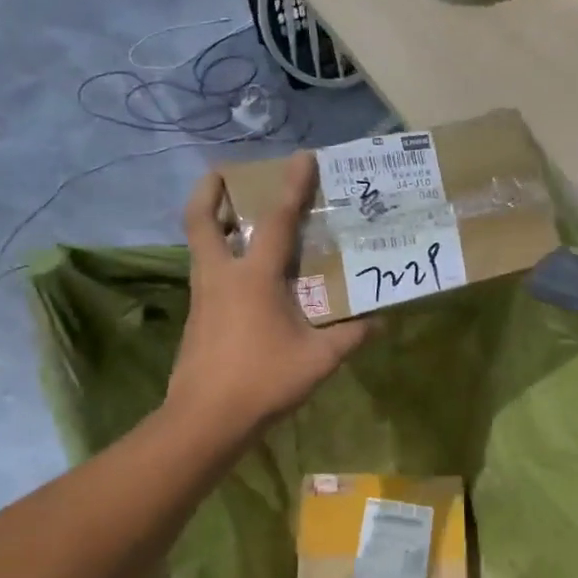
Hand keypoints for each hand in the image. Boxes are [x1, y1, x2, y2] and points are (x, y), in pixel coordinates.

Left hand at [164, 153, 370, 442]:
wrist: (205, 420)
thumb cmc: (263, 381)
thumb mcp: (319, 359)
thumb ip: (351, 337)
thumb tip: (380, 322)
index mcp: (254, 278)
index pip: (276, 221)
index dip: (291, 187)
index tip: (301, 158)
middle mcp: (221, 276)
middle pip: (201, 220)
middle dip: (209, 190)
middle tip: (227, 174)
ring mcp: (203, 296)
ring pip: (199, 245)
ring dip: (213, 222)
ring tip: (237, 216)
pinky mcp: (197, 317)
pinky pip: (207, 271)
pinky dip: (219, 256)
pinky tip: (243, 273)